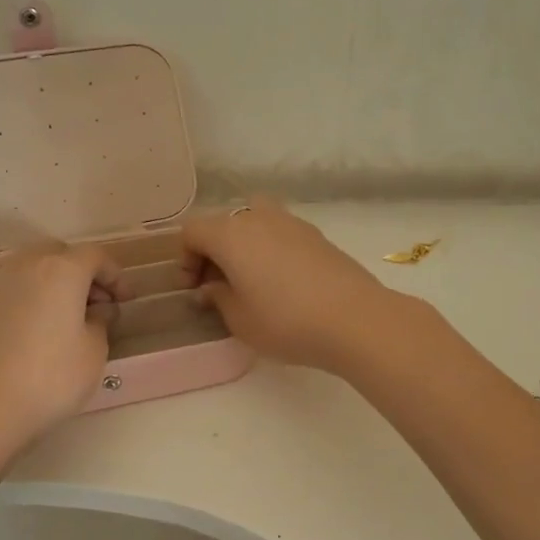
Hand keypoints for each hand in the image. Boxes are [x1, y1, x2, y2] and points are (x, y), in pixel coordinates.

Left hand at [0, 243, 119, 447]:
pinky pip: (13, 289)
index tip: (126, 299)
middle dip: (81, 272)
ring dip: (54, 283)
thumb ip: (101, 321)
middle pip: (59, 254)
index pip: (95, 256)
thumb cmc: (51, 377)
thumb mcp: (94, 351)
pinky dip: (31, 298)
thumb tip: (98, 309)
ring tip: (66, 317)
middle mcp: (26, 267)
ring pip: (32, 268)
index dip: (116, 275)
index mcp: (61, 270)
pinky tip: (37, 330)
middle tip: (97, 303)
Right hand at [180, 198, 410, 373]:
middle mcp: (258, 217)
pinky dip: (269, 250)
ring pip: (253, 222)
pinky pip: (279, 233)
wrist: (355, 319)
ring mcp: (291, 222)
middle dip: (213, 251)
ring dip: (242, 247)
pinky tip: (281, 283)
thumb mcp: (239, 320)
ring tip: (249, 282)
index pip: (192, 231)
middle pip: (222, 223)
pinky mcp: (317, 235)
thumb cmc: (286, 322)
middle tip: (217, 285)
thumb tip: (212, 287)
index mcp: (231, 234)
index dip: (185, 259)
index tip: (193, 289)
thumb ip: (218, 298)